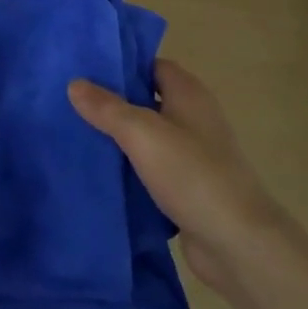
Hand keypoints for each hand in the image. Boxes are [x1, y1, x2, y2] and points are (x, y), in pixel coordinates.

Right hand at [68, 59, 286, 298]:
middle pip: (146, 100)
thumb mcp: (142, 133)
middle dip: (112, 102)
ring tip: (75, 134)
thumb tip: (75, 83)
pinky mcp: (187, 187)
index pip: (151, 65)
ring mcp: (192, 154)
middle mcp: (192, 117)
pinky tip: (99, 172)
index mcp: (188, 93)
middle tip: (70, 102)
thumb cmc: (192, 174)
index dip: (121, 65)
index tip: (84, 69)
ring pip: (146, 137)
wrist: (237, 243)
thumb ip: (107, 108)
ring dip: (118, 138)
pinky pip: (151, 168)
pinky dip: (129, 169)